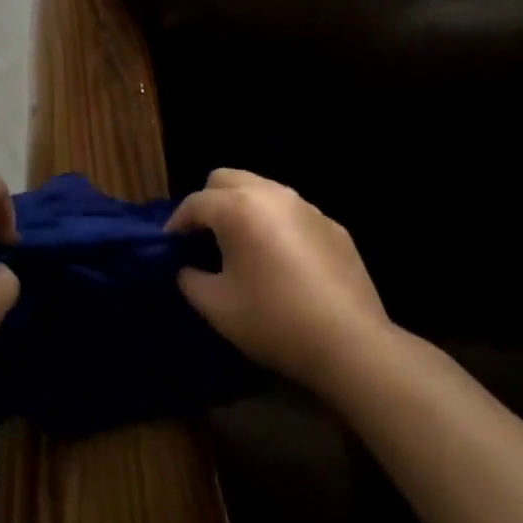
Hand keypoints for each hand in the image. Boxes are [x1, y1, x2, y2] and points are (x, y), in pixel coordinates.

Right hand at [168, 169, 393, 398]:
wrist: (351, 343)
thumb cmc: (275, 321)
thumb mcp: (217, 308)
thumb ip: (190, 280)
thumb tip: (187, 269)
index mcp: (237, 208)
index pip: (195, 203)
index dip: (176, 223)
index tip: (170, 246)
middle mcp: (270, 194)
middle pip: (225, 179)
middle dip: (208, 202)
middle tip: (203, 238)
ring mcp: (305, 206)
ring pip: (261, 189)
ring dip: (243, 207)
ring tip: (241, 245)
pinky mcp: (332, 224)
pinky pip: (291, 212)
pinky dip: (276, 224)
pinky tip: (282, 261)